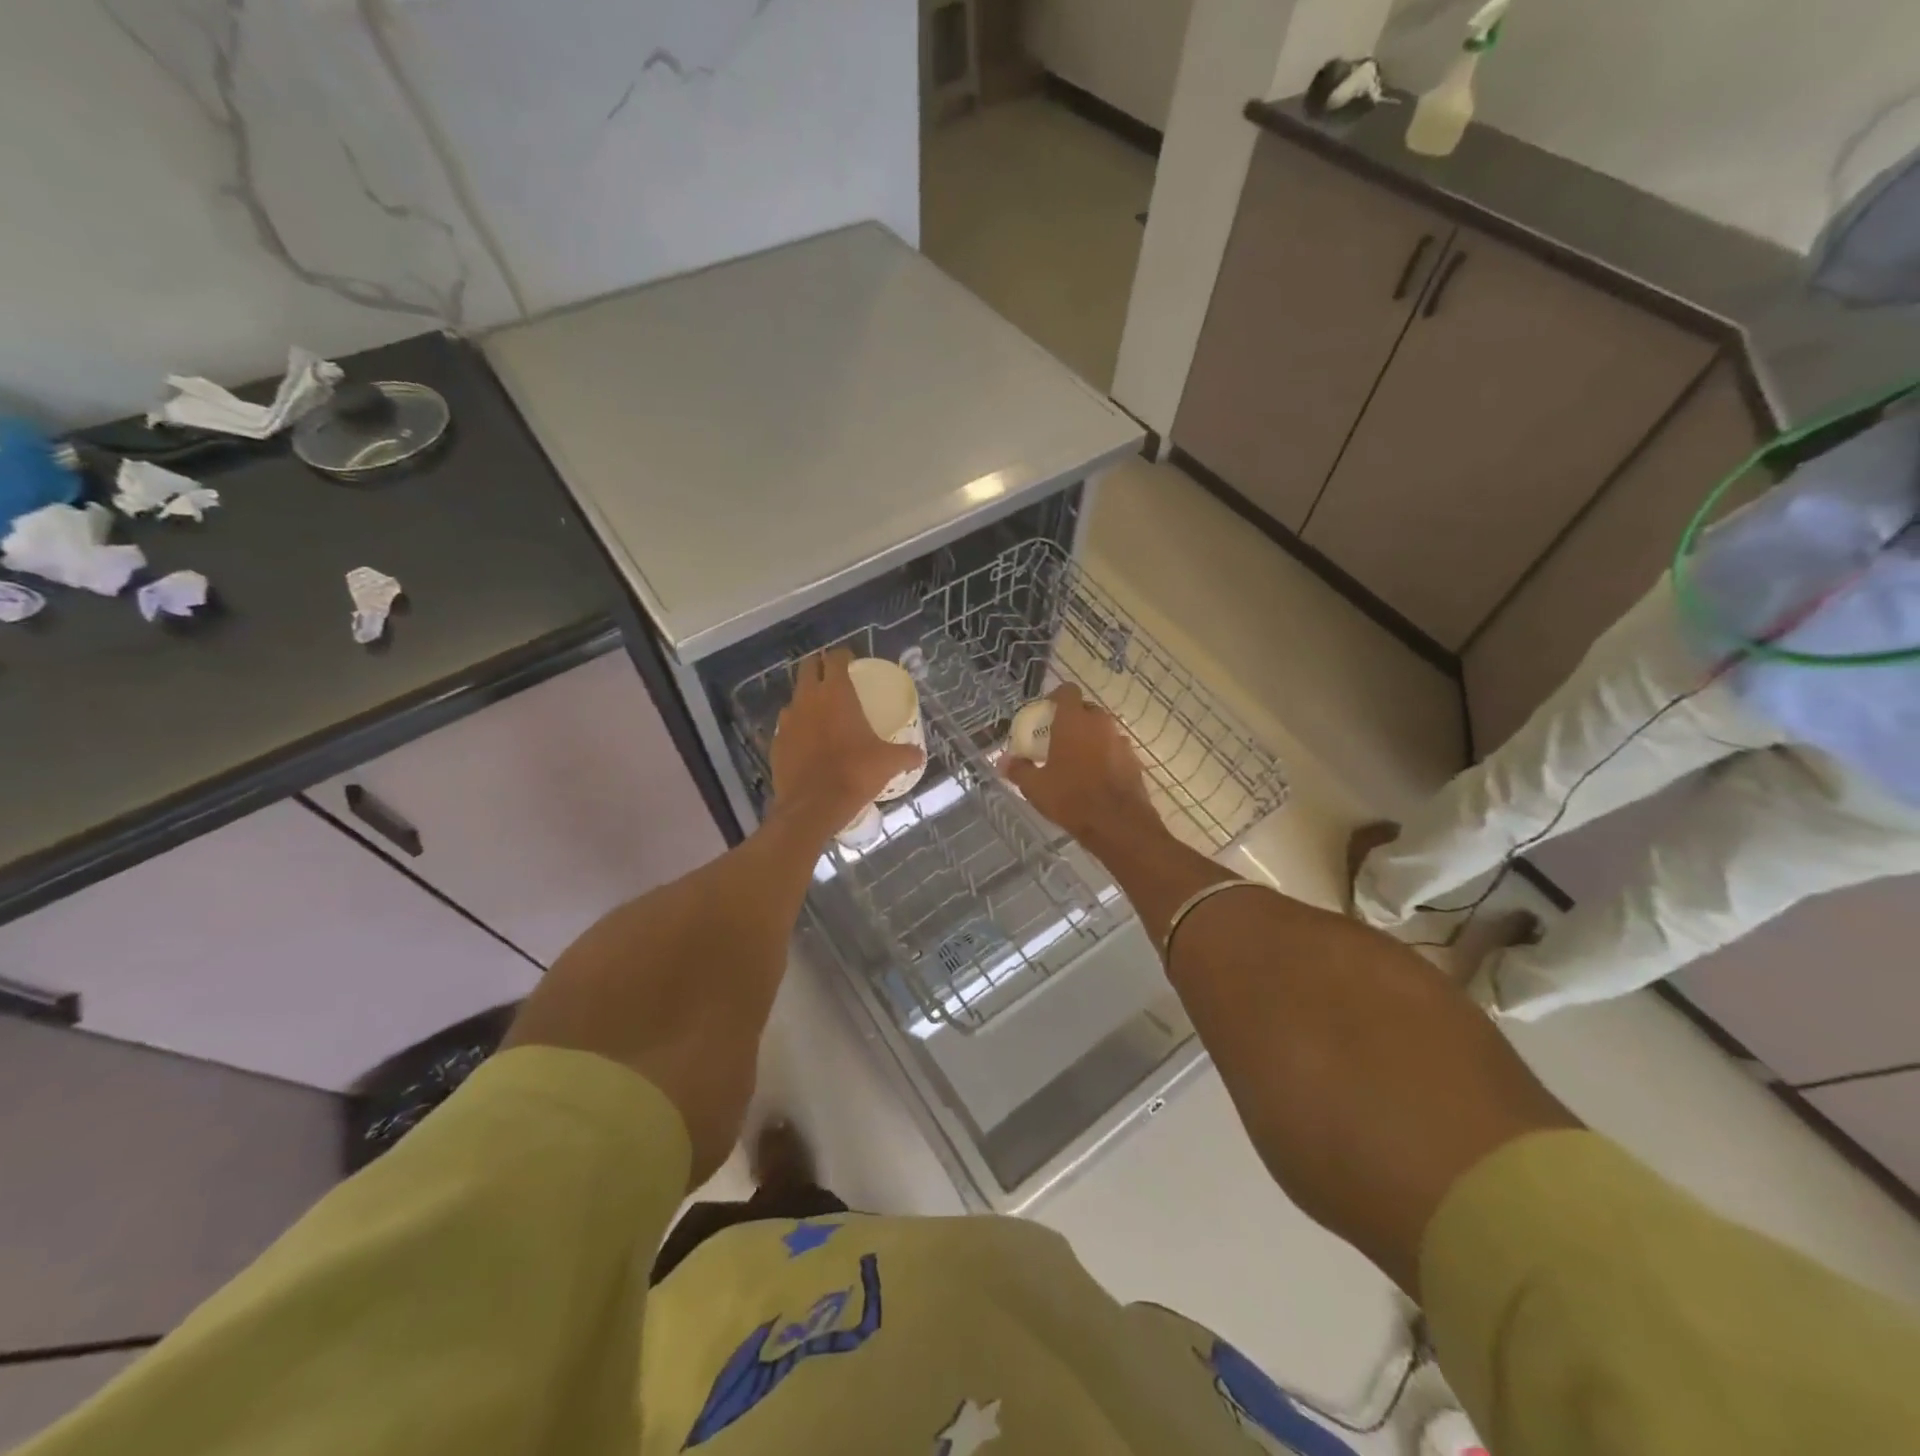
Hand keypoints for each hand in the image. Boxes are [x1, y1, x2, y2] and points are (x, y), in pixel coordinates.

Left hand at [770, 649, 925, 833]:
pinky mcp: (775, 742)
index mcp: (836, 693)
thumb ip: (906, 754)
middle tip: (835, 677)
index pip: (835, 659)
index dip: (843, 655)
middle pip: (808, 668)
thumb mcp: (888, 762)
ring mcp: (787, 720)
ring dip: (807, 698)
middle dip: (820, 667)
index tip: (851, 660)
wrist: (812, 806)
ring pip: (795, 697)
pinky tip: (809, 742)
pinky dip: (798, 727)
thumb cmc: (854, 774)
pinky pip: (787, 726)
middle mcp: (808, 699)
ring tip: (822, 712)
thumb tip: (919, 755)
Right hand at [1001, 684, 1163, 846]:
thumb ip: (1018, 770)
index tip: (1045, 713)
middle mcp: (1100, 723)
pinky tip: (1095, 777)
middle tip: (1057, 739)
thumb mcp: (1035, 787)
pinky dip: (1104, 756)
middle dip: (1072, 720)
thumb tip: (1002, 761)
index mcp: (1074, 721)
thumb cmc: (1071, 798)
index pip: (1067, 691)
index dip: (1056, 697)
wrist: (1117, 823)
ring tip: (1075, 761)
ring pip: (1102, 730)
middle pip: (1085, 710)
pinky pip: (1114, 749)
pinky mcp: (1134, 760)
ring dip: (1089, 738)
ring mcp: (1120, 740)